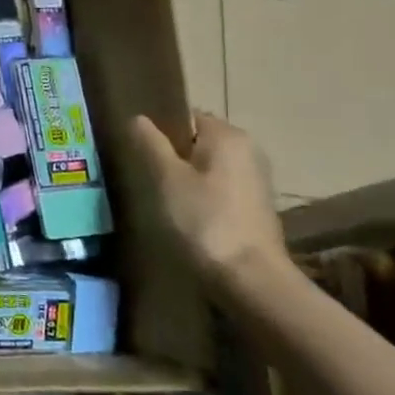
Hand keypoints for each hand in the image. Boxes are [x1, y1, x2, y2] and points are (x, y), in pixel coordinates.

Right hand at [130, 113, 287, 291]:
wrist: (250, 278)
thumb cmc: (204, 220)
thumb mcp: (166, 178)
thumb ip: (150, 143)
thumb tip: (138, 118)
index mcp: (227, 135)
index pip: (185, 116)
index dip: (159, 131)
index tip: (139, 153)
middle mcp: (248, 149)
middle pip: (197, 141)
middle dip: (171, 156)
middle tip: (146, 178)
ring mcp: (255, 178)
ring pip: (207, 166)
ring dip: (185, 178)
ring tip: (162, 199)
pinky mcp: (255, 205)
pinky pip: (219, 187)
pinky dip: (201, 195)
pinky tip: (186, 216)